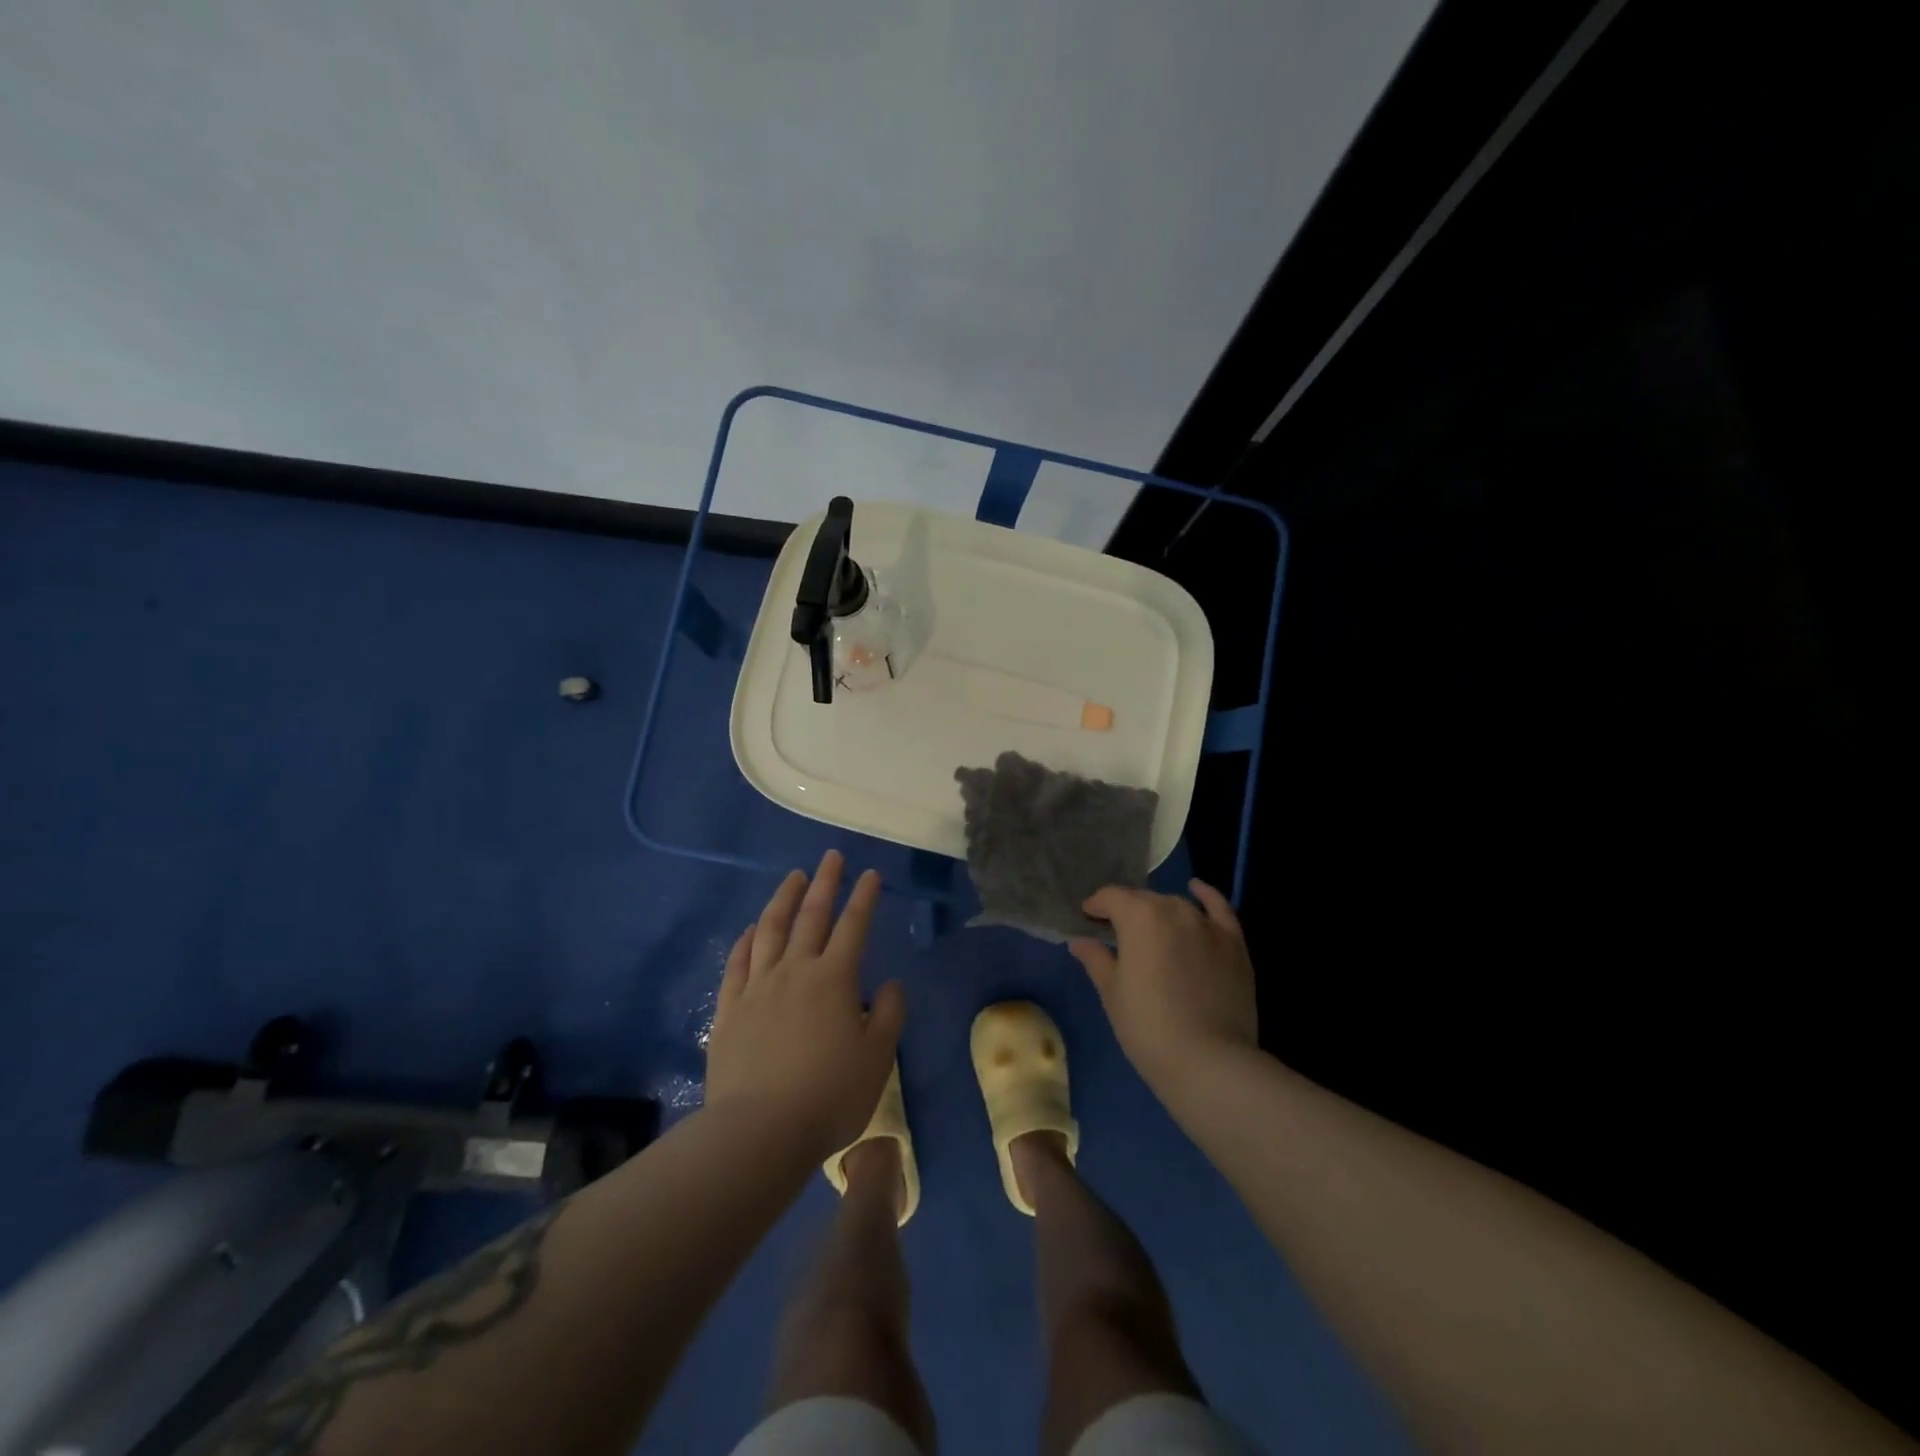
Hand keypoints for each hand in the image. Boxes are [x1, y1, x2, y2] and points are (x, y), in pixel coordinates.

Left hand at [705, 850, 903, 1159]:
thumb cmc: (829, 1095)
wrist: (759, 1131)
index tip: (871, 874)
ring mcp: (758, 987)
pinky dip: (747, 939)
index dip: (864, 897)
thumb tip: (891, 983)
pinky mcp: (729, 1008)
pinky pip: (738, 962)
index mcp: (834, 979)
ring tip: (793, 878)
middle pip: (811, 916)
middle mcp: (795, 970)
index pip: (854, 926)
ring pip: (771, 930)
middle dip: (825, 883)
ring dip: (783, 899)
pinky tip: (752, 928)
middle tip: (832, 858)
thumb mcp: (878, 1058)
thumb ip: (890, 1014)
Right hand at [1070, 880, 1257, 1087]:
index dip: (1096, 906)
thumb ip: (1096, 960)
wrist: (1209, 1061)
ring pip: (1176, 905)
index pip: (1111, 897)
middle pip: (1143, 899)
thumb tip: (1080, 942)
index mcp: (1138, 916)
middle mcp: (1174, 909)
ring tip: (1151, 931)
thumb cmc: (1148, 1027)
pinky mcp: (1234, 943)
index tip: (1088, 920)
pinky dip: (1206, 896)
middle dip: (1126, 911)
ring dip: (1159, 912)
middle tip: (1116, 934)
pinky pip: (1219, 908)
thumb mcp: (1112, 993)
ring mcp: (1207, 924)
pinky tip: (1196, 889)